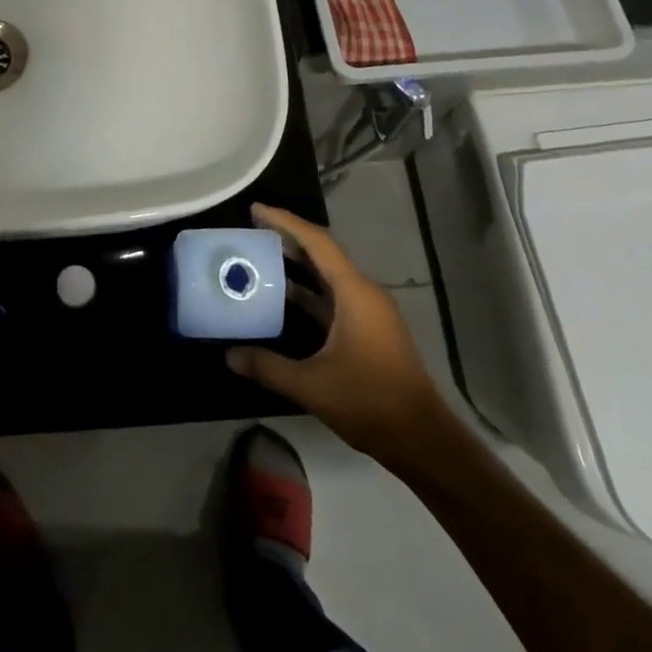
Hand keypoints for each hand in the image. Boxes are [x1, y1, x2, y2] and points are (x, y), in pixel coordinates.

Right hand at [226, 204, 455, 476]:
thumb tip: (229, 355)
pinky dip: (308, 293)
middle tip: (252, 231)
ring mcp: (370, 313)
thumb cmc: (369, 402)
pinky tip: (283, 301)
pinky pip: (333, 298)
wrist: (422, 441)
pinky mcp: (369, 331)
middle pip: (323, 254)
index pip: (317, 242)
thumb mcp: (311, 385)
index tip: (255, 211)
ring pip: (328, 277)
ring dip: (297, 266)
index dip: (285, 222)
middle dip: (288, 239)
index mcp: (355, 294)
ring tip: (260, 259)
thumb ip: (267, 366)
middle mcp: (364, 294)